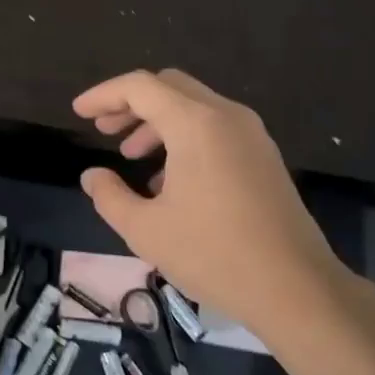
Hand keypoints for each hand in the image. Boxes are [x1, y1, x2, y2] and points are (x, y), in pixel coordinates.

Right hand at [73, 68, 356, 344]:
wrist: (295, 287)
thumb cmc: (213, 254)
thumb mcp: (145, 230)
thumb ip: (109, 196)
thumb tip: (92, 176)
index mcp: (195, 124)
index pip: (140, 86)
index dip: (103, 95)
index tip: (79, 112)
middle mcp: (226, 116)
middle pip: (169, 87)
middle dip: (130, 104)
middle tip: (104, 131)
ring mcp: (252, 134)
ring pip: (194, 106)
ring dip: (157, 122)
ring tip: (131, 158)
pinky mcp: (264, 156)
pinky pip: (216, 128)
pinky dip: (185, 137)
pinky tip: (170, 180)